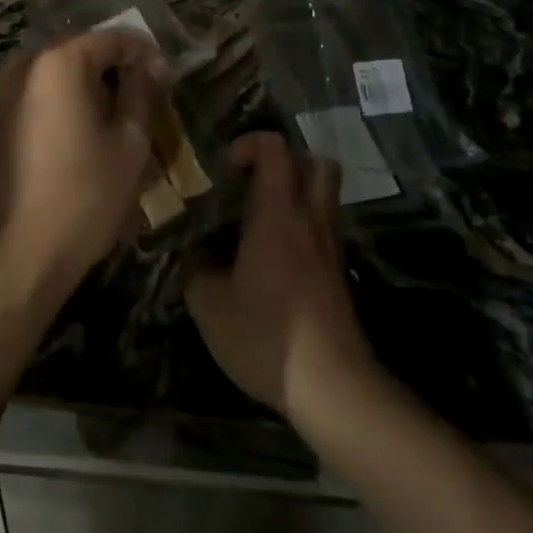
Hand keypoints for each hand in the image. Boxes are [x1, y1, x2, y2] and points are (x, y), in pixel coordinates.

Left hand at [0, 30, 166, 300]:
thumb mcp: (130, 143)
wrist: (18, 255)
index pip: (110, 38)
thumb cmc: (85, 195)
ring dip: (86, 85)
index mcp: (57, 61)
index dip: (144, 53)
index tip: (168, 77)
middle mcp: (22, 65)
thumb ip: (141, 92)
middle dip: (114, 67)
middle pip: (78, 50)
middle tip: (145, 94)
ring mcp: (0, 93)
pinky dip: (60, 102)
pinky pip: (34, 96)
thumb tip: (151, 65)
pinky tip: (80, 132)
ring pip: (54, 73)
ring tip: (116, 114)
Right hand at [185, 132, 374, 419]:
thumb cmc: (267, 335)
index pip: (274, 147)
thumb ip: (195, 268)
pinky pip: (325, 226)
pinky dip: (304, 225)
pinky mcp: (340, 273)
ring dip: (297, 191)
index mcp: (277, 212)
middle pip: (314, 161)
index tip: (225, 170)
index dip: (248, 144)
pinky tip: (277, 256)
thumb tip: (192, 253)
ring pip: (325, 193)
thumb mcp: (210, 305)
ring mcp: (331, 245)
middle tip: (252, 183)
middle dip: (284, 161)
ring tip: (263, 217)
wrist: (334, 388)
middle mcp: (309, 217)